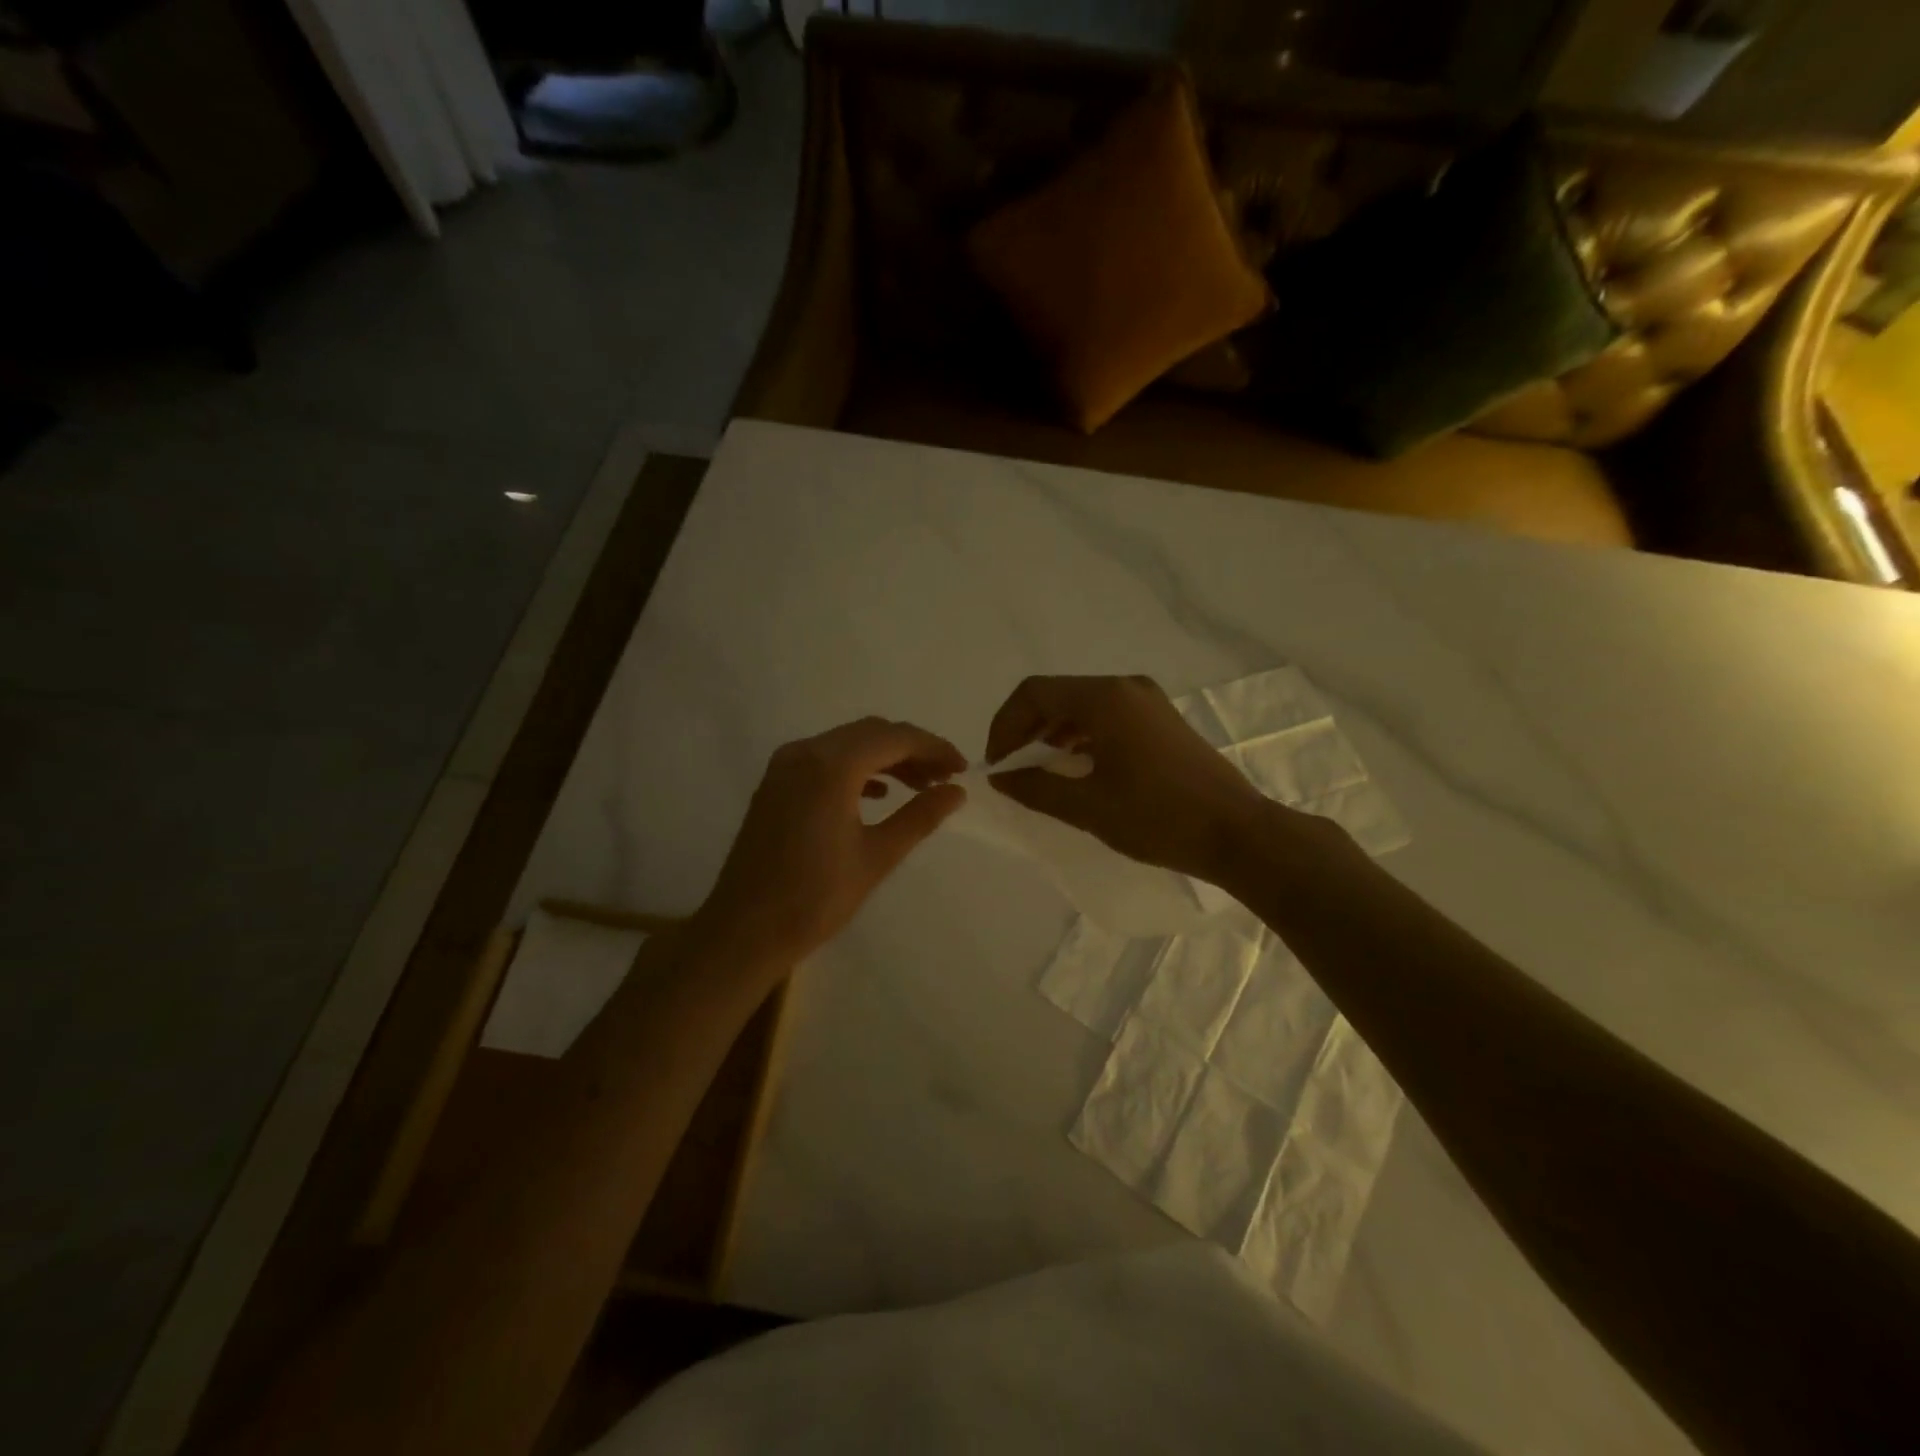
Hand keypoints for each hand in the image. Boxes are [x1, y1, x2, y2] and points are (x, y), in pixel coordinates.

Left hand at [693, 717, 967, 969]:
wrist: (744, 931)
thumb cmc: (815, 898)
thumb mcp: (877, 857)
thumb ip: (920, 816)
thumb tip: (956, 792)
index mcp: (831, 766)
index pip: (894, 738)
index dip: (933, 748)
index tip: (962, 769)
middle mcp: (805, 752)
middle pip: (871, 733)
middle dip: (912, 750)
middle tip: (944, 778)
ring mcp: (785, 766)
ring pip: (847, 744)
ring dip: (885, 757)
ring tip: (920, 786)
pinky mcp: (776, 783)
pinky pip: (825, 759)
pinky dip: (857, 768)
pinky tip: (879, 794)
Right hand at [986, 674, 1274, 883]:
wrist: (1237, 834)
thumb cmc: (1158, 818)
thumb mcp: (1087, 807)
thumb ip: (1036, 787)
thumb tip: (1000, 777)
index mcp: (1105, 699)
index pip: (1034, 693)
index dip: (1005, 725)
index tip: (997, 766)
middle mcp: (1125, 688)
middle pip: (1057, 695)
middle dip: (1026, 729)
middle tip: (1012, 768)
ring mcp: (1147, 701)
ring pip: (1081, 706)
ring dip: (1053, 733)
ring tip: (1040, 771)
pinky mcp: (1161, 720)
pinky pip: (1107, 717)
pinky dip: (1081, 737)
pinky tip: (1077, 768)